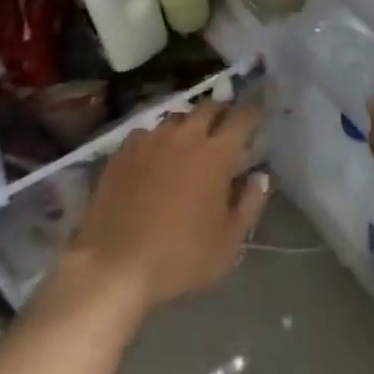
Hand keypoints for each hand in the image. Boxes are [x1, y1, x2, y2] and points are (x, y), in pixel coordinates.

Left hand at [65, 103, 268, 315]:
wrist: (114, 266)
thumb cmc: (179, 257)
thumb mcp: (228, 243)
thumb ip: (249, 204)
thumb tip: (259, 176)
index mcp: (217, 153)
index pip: (242, 118)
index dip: (253, 115)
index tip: (257, 121)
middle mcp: (186, 135)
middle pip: (209, 107)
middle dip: (222, 113)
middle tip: (225, 129)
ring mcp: (152, 139)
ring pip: (177, 117)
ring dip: (190, 124)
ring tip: (190, 142)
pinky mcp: (124, 151)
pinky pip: (148, 132)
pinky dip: (158, 138)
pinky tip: (155, 155)